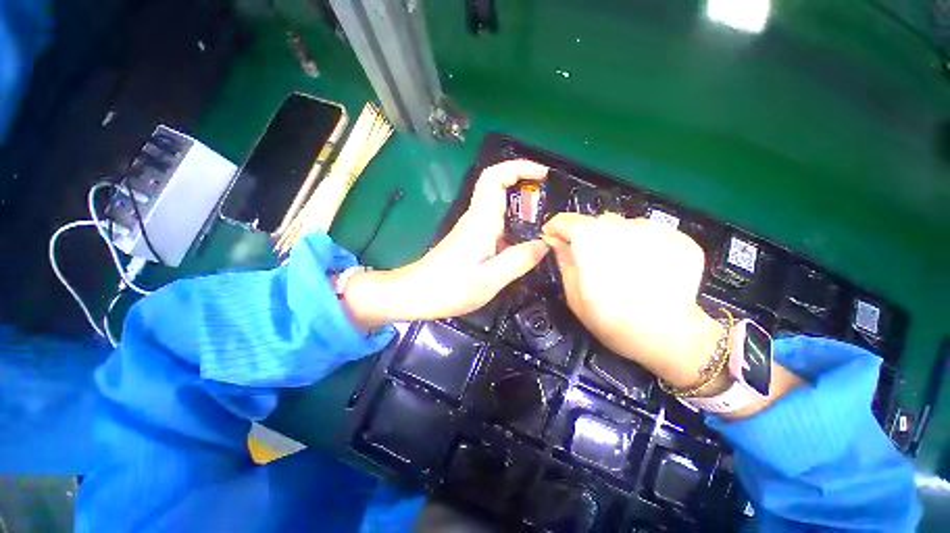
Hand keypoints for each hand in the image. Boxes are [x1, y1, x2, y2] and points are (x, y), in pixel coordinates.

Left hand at [344, 160, 550, 328]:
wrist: (415, 294)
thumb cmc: (449, 288)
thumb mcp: (490, 279)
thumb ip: (519, 260)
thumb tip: (544, 243)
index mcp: (480, 221)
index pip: (495, 178)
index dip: (518, 167)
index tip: (543, 174)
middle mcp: (475, 218)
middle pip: (498, 187)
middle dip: (525, 186)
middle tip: (550, 202)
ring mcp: (471, 229)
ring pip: (497, 206)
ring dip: (520, 208)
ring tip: (543, 224)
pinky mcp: (469, 240)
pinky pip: (494, 224)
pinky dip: (512, 226)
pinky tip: (522, 245)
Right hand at [542, 212, 722, 389]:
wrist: (669, 335)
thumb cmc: (610, 317)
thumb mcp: (574, 293)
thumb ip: (563, 260)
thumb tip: (555, 240)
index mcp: (589, 236)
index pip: (563, 220)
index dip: (554, 230)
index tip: (553, 242)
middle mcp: (619, 224)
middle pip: (595, 222)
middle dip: (587, 238)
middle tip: (592, 263)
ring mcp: (653, 229)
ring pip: (623, 226)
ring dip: (616, 240)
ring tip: (624, 268)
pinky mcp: (678, 238)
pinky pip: (650, 235)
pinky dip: (643, 247)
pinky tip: (647, 270)